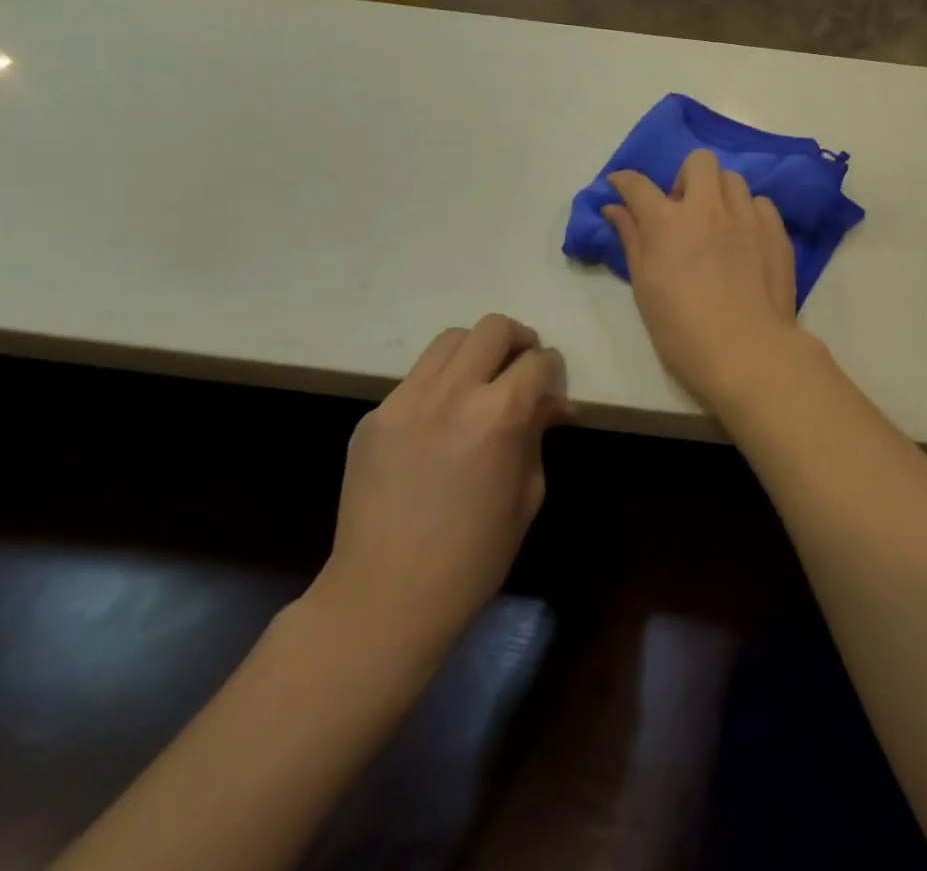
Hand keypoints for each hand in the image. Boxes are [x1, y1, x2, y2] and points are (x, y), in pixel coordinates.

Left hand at [306, 315, 568, 673]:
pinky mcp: (373, 418)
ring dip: (475, 353)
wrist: (384, 599)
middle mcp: (452, 393)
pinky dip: (438, 386)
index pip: (538, 361)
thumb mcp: (527, 493)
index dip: (553, 370)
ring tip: (480, 384)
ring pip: (449, 341)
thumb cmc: (474, 556)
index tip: (552, 387)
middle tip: (522, 368)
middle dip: (518, 340)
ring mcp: (404, 401)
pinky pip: (415, 380)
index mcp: (498, 414)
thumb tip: (551, 404)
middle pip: (493, 328)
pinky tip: (438, 425)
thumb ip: (538, 434)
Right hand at [605, 151, 801, 409]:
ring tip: (718, 225)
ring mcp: (746, 216)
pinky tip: (746, 239)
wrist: (748, 351)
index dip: (624, 181)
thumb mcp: (645, 288)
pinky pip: (761, 203)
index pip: (638, 184)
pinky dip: (749, 213)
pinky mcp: (776, 230)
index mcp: (668, 222)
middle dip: (686, 178)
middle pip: (698, 162)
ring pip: (733, 180)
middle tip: (683, 211)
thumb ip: (631, 240)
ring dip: (719, 194)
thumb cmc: (683, 330)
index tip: (620, 186)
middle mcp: (708, 207)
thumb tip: (614, 208)